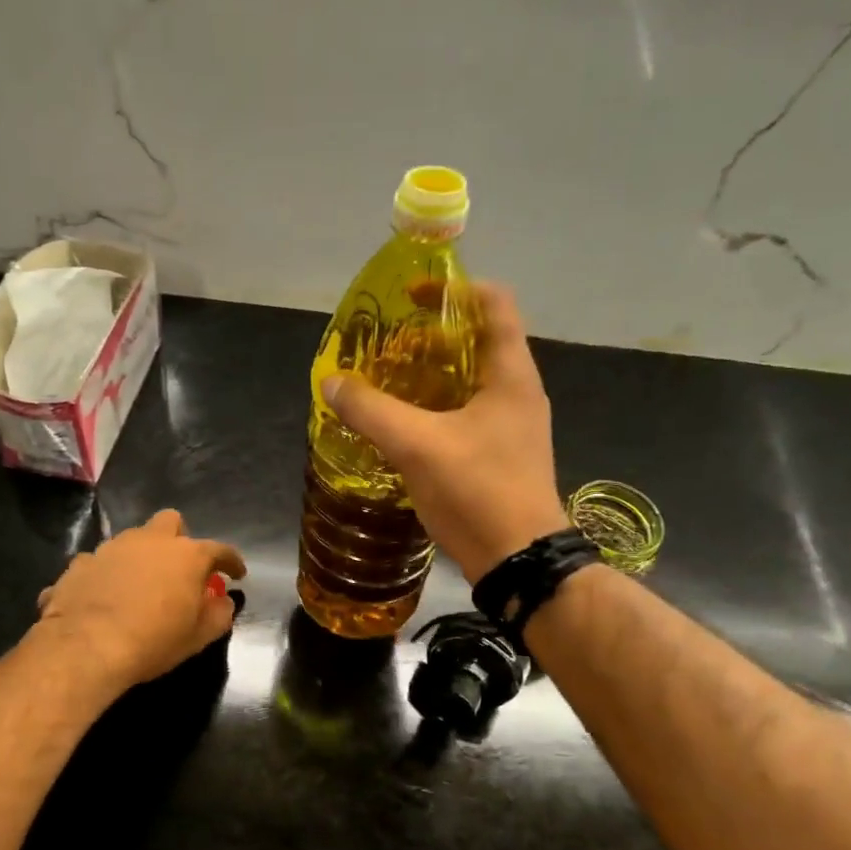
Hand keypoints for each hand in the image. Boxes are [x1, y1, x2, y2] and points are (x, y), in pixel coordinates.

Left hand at [34, 509, 246, 689]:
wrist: (86, 647)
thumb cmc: (153, 641)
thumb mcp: (198, 637)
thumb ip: (218, 614)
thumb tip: (222, 602)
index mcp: (186, 555)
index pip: (220, 550)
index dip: (231, 562)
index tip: (236, 574)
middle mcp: (150, 541)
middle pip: (171, 522)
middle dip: (179, 539)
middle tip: (179, 568)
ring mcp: (111, 548)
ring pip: (132, 539)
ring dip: (141, 556)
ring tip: (139, 585)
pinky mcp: (80, 563)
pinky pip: (100, 562)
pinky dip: (107, 575)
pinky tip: (104, 597)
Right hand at [322, 282, 566, 583]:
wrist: (519, 560)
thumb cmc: (477, 490)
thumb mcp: (416, 445)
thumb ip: (371, 410)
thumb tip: (331, 382)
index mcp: (510, 374)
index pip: (495, 303)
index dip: (455, 289)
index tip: (413, 295)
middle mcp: (518, 392)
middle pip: (479, 340)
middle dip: (434, 335)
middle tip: (389, 344)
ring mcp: (514, 426)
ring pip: (472, 381)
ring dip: (433, 375)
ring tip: (389, 382)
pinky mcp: (503, 455)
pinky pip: (468, 414)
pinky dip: (438, 408)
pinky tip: (405, 427)